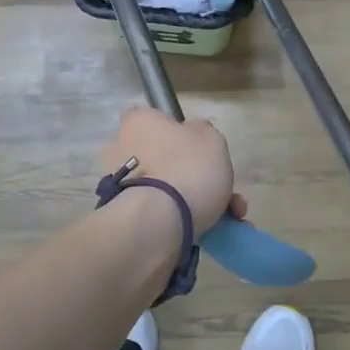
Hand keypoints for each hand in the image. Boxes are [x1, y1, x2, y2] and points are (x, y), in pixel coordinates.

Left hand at [102, 107, 241, 234]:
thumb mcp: (210, 138)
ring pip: (166, 190)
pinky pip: (161, 215)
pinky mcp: (127, 218)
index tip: (199, 148)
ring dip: (196, 202)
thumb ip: (202, 133)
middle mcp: (121, 151)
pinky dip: (185, 222)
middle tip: (224, 191)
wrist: (158, 224)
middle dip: (195, 175)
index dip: (178, 132)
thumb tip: (193, 137)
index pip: (154, 118)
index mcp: (137, 123)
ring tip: (229, 219)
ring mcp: (120, 187)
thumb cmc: (186, 168)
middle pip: (164, 159)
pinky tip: (213, 232)